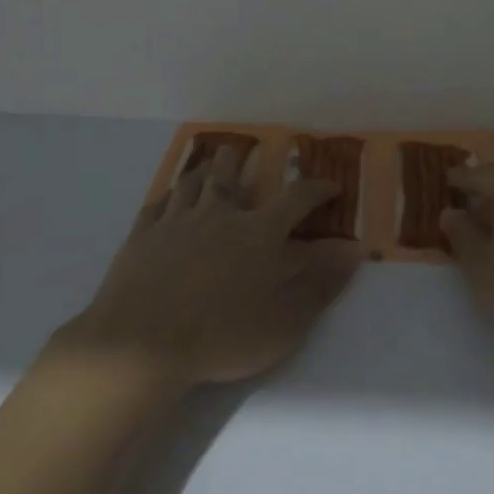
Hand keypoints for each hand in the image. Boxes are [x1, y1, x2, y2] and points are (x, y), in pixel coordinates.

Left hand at [55, 148, 362, 390]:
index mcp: (260, 233)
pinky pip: (155, 206)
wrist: (145, 343)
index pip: (297, 199)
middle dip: (237, 163)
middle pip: (230, 178)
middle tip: (238, 150)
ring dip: (200, 171)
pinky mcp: (142, 238)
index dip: (318, 189)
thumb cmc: (226, 334)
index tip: (331, 186)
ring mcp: (176, 224)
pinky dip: (165, 197)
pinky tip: (165, 198)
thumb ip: (321, 282)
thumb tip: (352, 248)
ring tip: (204, 163)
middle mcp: (219, 216)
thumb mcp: (288, 319)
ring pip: (190, 185)